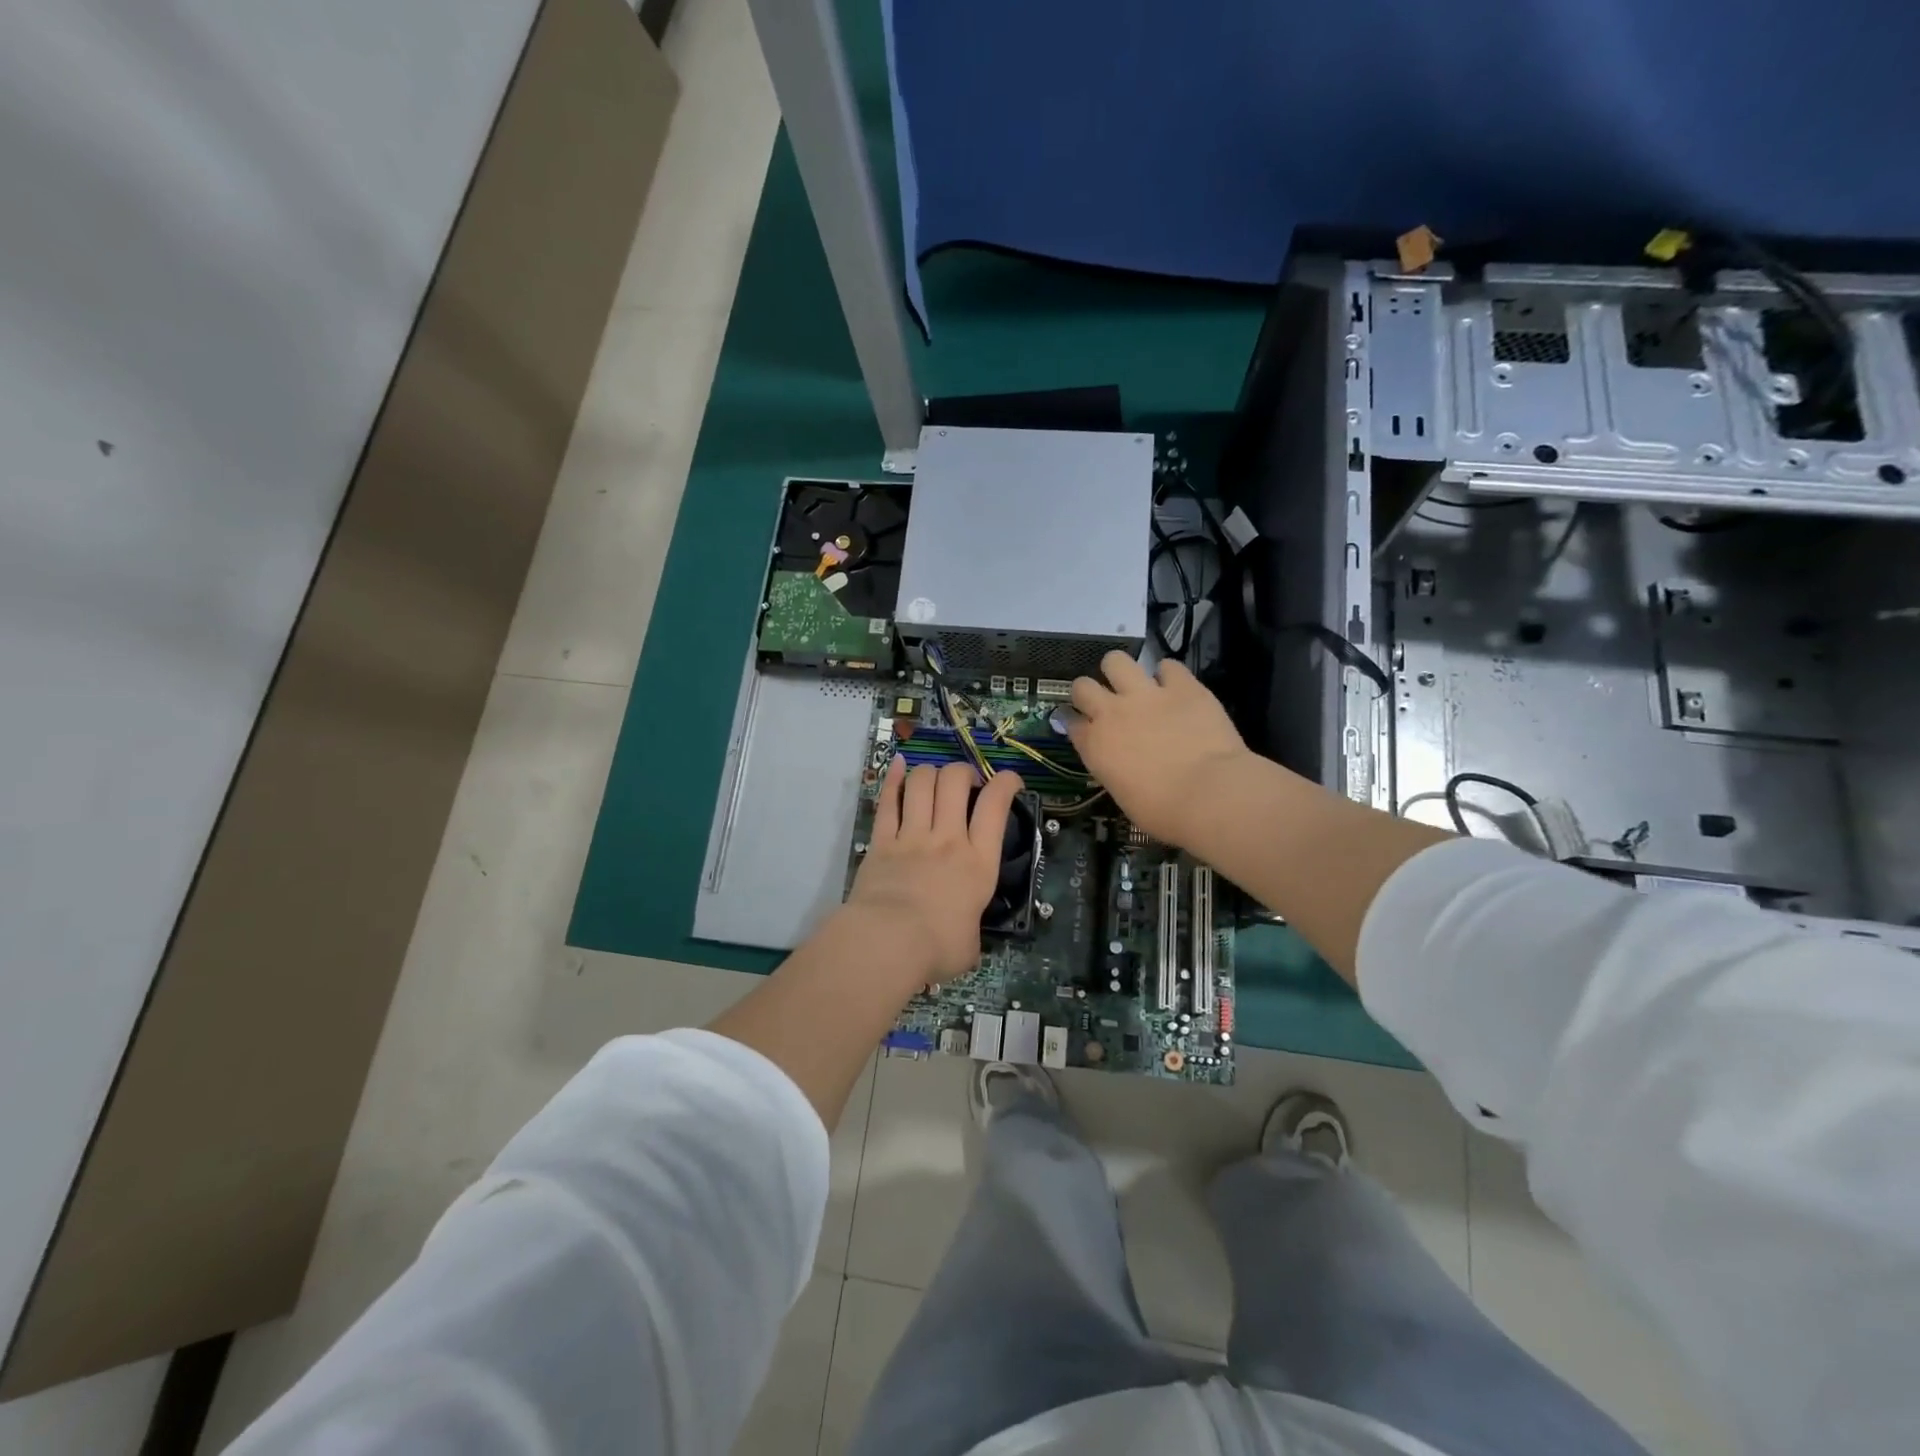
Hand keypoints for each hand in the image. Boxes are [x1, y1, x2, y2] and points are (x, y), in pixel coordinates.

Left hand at [844, 759, 1022, 982]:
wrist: (887, 942)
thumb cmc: (937, 948)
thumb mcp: (971, 944)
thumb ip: (970, 927)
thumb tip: (963, 933)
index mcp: (978, 862)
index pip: (996, 806)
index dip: (1006, 783)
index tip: (1009, 781)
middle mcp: (948, 839)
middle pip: (955, 781)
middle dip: (963, 771)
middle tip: (965, 782)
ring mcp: (912, 836)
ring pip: (922, 783)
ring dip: (931, 772)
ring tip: (934, 779)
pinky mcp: (881, 841)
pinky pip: (888, 800)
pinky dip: (893, 778)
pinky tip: (898, 764)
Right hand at [1067, 652, 1253, 846]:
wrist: (1210, 794)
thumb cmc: (1164, 811)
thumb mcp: (1124, 796)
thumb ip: (1115, 769)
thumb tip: (1122, 763)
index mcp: (1095, 745)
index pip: (1071, 722)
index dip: (1076, 722)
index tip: (1083, 726)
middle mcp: (1112, 713)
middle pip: (1082, 686)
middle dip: (1088, 691)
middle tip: (1104, 702)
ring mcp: (1147, 694)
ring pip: (1116, 661)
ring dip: (1120, 670)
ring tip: (1133, 682)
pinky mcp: (1182, 685)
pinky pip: (1168, 665)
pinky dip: (1169, 675)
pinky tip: (1175, 686)